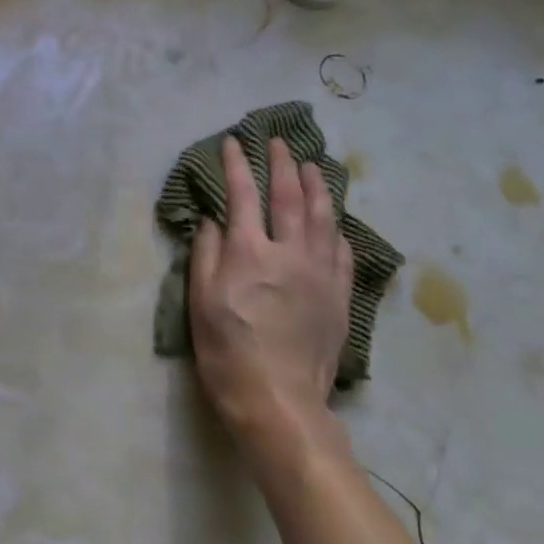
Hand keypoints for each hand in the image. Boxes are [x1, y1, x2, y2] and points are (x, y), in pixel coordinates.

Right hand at [189, 136, 352, 474]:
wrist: (279, 401)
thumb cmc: (227, 351)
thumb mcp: (201, 301)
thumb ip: (207, 253)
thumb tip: (213, 219)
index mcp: (250, 252)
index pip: (243, 195)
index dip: (237, 165)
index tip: (233, 141)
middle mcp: (290, 253)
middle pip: (289, 197)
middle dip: (282, 164)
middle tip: (279, 142)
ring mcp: (321, 273)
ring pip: (323, 217)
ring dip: (317, 186)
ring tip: (312, 166)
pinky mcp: (340, 296)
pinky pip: (342, 251)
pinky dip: (336, 228)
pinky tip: (334, 220)